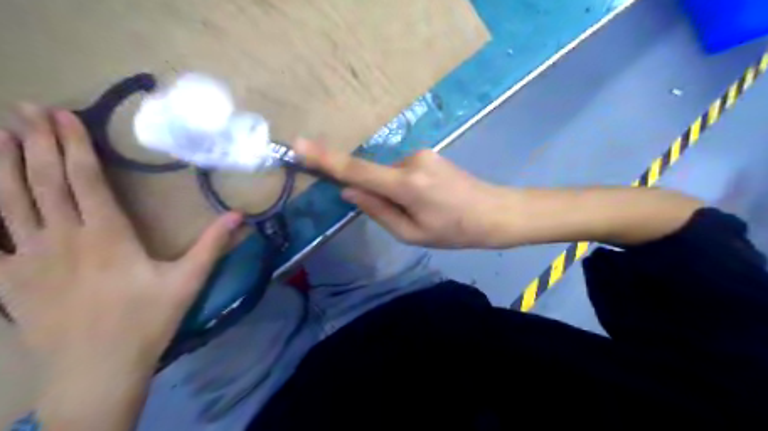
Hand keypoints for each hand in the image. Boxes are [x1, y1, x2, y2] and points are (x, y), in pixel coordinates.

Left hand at [0, 104, 241, 373]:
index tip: (62, 116)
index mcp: (107, 236)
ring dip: (3, 166)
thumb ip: (212, 245)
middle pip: (45, 182)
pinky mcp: (9, 280)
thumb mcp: (188, 281)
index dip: (73, 145)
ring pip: (8, 202)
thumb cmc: (148, 321)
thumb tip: (239, 215)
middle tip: (26, 110)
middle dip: (37, 142)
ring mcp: (29, 258)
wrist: (97, 369)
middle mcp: (63, 238)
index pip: (85, 180)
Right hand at [294, 140, 515, 247]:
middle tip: (405, 216)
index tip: (299, 145)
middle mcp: (410, 161)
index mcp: (406, 185)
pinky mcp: (428, 153)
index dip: (327, 159)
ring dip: (394, 192)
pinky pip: (402, 170)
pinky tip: (428, 199)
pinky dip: (403, 186)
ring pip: (389, 174)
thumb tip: (349, 192)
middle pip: (374, 175)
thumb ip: (377, 211)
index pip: (357, 170)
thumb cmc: (454, 231)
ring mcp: (421, 153)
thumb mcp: (411, 233)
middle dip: (377, 195)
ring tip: (423, 210)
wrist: (494, 212)